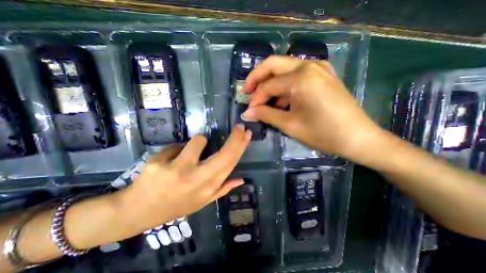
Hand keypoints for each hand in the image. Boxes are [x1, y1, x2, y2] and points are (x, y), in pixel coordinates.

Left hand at [119, 125, 252, 230]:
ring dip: (198, 142)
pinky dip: (178, 149)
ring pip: (198, 141)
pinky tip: (170, 160)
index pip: (230, 163)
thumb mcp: (201, 202)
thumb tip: (241, 179)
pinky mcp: (159, 163)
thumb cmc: (175, 205)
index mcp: (208, 188)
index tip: (246, 134)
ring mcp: (178, 170)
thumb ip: (223, 189)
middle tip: (240, 127)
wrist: (138, 211)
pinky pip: (177, 145)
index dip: (240, 147)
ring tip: (189, 153)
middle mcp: (197, 179)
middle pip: (224, 154)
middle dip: (235, 138)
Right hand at [241, 55, 381, 159]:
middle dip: (257, 78)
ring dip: (270, 82)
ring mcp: (317, 68)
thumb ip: (266, 115)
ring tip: (263, 99)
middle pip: (273, 64)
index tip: (249, 110)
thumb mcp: (290, 125)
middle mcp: (309, 65)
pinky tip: (280, 99)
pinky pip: (296, 74)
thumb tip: (247, 113)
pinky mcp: (322, 75)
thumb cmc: (323, 133)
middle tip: (247, 92)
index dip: (255, 98)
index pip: (268, 85)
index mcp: (301, 78)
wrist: (357, 137)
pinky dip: (284, 85)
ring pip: (284, 68)